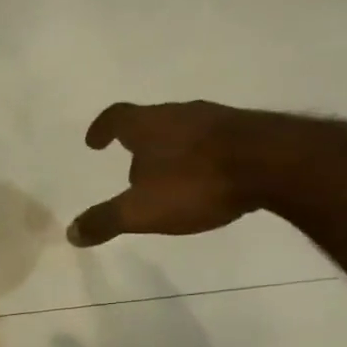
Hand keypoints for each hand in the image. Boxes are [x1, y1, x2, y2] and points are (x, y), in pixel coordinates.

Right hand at [66, 101, 309, 247]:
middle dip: (139, 142)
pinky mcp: (247, 131)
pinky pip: (212, 141)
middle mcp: (180, 113)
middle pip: (151, 122)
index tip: (94, 142)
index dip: (102, 128)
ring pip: (184, 130)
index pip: (117, 117)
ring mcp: (217, 119)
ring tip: (168, 175)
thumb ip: (105, 221)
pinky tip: (206, 178)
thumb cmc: (196, 183)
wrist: (274, 164)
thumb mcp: (142, 211)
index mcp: (149, 125)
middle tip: (131, 166)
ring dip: (171, 149)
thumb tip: (71, 233)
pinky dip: (200, 156)